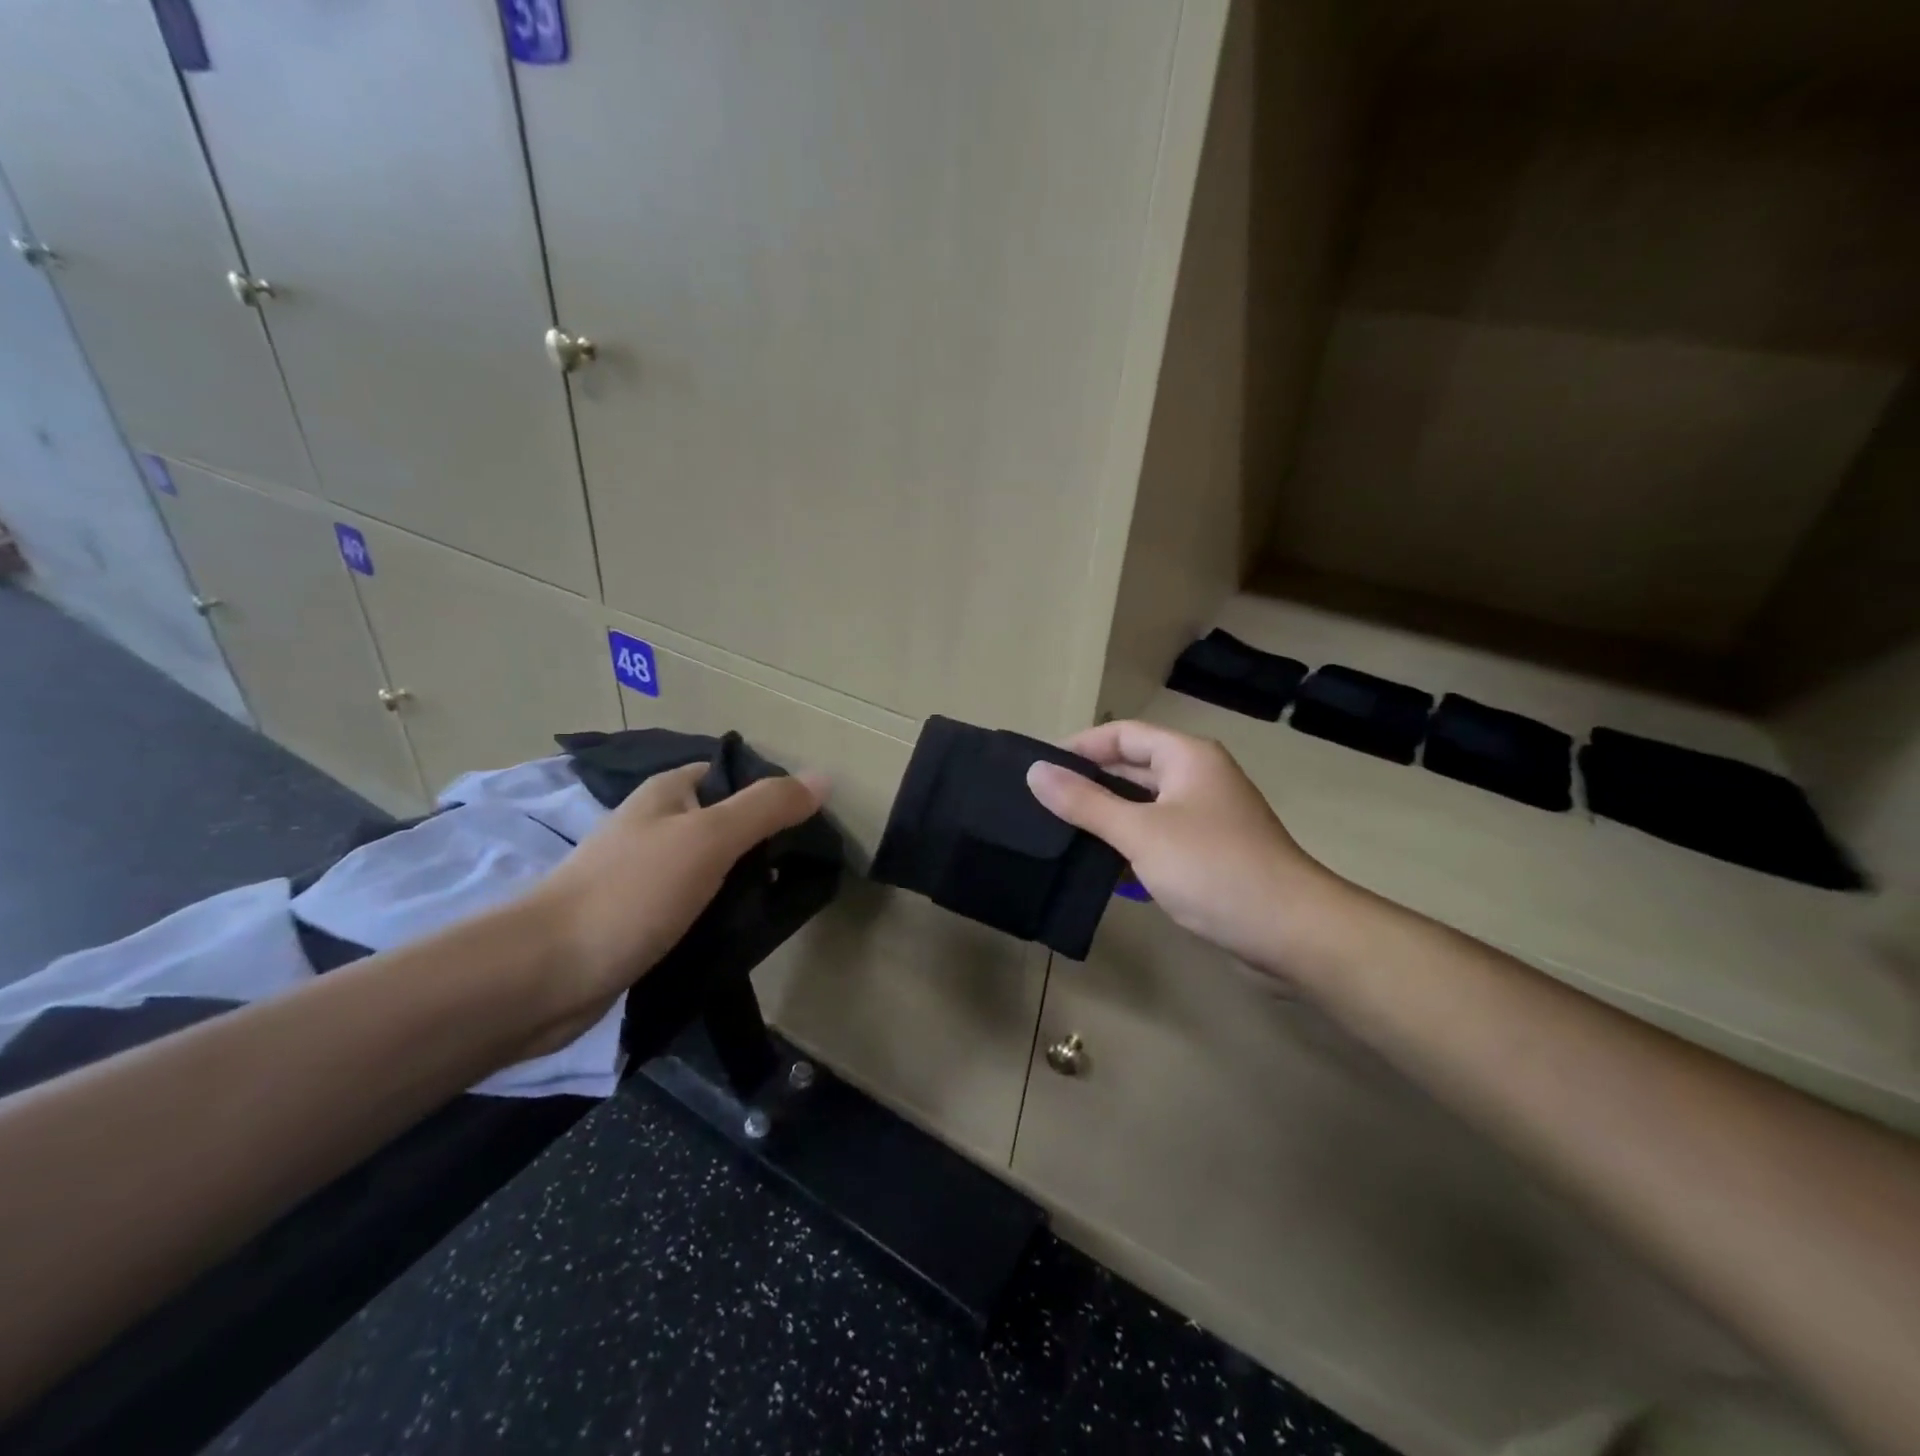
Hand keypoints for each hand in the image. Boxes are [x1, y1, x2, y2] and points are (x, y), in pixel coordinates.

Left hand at [520, 762, 827, 1050]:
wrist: (542, 975)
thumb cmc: (630, 893)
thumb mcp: (709, 839)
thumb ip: (766, 808)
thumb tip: (824, 777)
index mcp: (669, 793)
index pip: (734, 776)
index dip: (773, 793)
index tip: (811, 824)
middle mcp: (656, 825)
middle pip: (726, 823)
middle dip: (765, 844)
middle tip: (804, 869)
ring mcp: (645, 874)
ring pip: (712, 868)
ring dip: (744, 883)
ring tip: (784, 902)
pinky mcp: (639, 918)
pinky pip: (694, 905)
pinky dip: (720, 913)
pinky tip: (744, 931)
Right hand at [1025, 721, 1340, 979]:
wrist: (1291, 931)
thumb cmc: (1213, 868)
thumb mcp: (1140, 832)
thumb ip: (1085, 802)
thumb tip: (1036, 772)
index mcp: (1187, 758)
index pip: (1122, 734)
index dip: (1079, 746)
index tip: (1039, 768)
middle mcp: (1197, 779)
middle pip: (1132, 768)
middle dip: (1088, 783)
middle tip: (1039, 802)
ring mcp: (1205, 818)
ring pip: (1143, 806)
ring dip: (1105, 817)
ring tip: (1057, 832)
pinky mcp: (1208, 854)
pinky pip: (1156, 837)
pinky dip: (1128, 845)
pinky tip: (1097, 866)